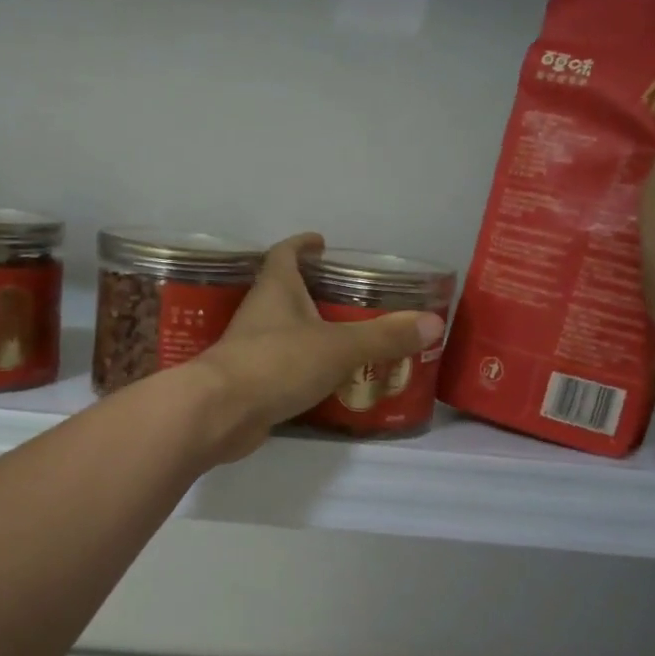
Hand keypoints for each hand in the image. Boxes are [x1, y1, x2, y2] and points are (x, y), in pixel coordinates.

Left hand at [186, 234, 444, 462]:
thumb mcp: (338, 347)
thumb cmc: (276, 363)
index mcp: (275, 290)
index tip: (321, 243)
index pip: (285, 254)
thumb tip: (434, 323)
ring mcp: (251, 349)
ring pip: (285, 332)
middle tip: (351, 299)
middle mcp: (260, 314)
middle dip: (314, 292)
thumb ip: (384, 336)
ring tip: (348, 340)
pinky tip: (328, 381)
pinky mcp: (250, 382)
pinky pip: (283, 367)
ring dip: (311, 332)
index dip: (302, 245)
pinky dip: (304, 368)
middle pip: (286, 292)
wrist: (220, 413)